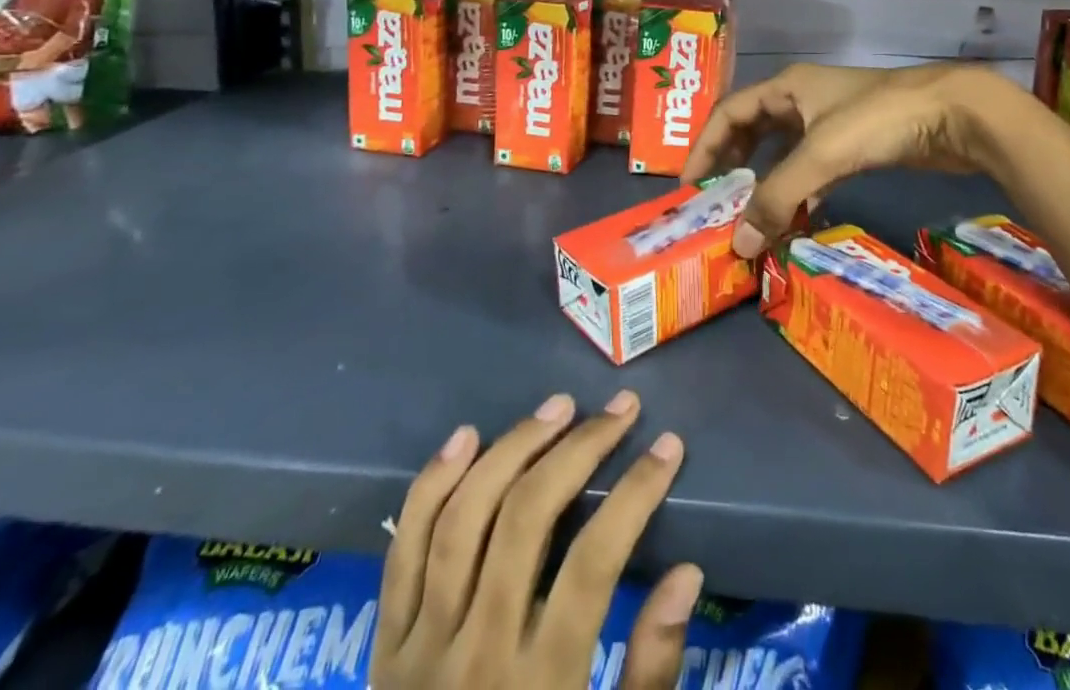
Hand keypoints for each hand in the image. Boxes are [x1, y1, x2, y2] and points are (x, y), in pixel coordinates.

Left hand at [374, 390, 703, 689]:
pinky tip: (467, 437)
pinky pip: (403, 549)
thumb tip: (686, 572)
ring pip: (466, 517)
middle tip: (621, 409)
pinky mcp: (382, 645)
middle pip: (528, 519)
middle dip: (580, 450)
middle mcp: (476, 654)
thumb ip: (651, 673)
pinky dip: (432, 484)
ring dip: (515, 448)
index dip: (636, 493)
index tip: (668, 446)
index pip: (595, 562)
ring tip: (559, 407)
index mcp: (539, 688)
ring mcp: (420, 645)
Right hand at [681, 61, 1011, 256]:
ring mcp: (831, 122)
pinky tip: (797, 219)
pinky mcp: (856, 145)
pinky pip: (814, 169)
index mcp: (787, 88)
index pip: (728, 113)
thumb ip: (776, 197)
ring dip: (767, 183)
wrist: (954, 114)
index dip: (704, 147)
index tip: (688, 187)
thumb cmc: (878, 120)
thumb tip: (738, 245)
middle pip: (753, 131)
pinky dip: (800, 192)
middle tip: (716, 203)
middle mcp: (803, 100)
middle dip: (732, 165)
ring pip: (785, 153)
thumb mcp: (820, 154)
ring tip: (751, 219)